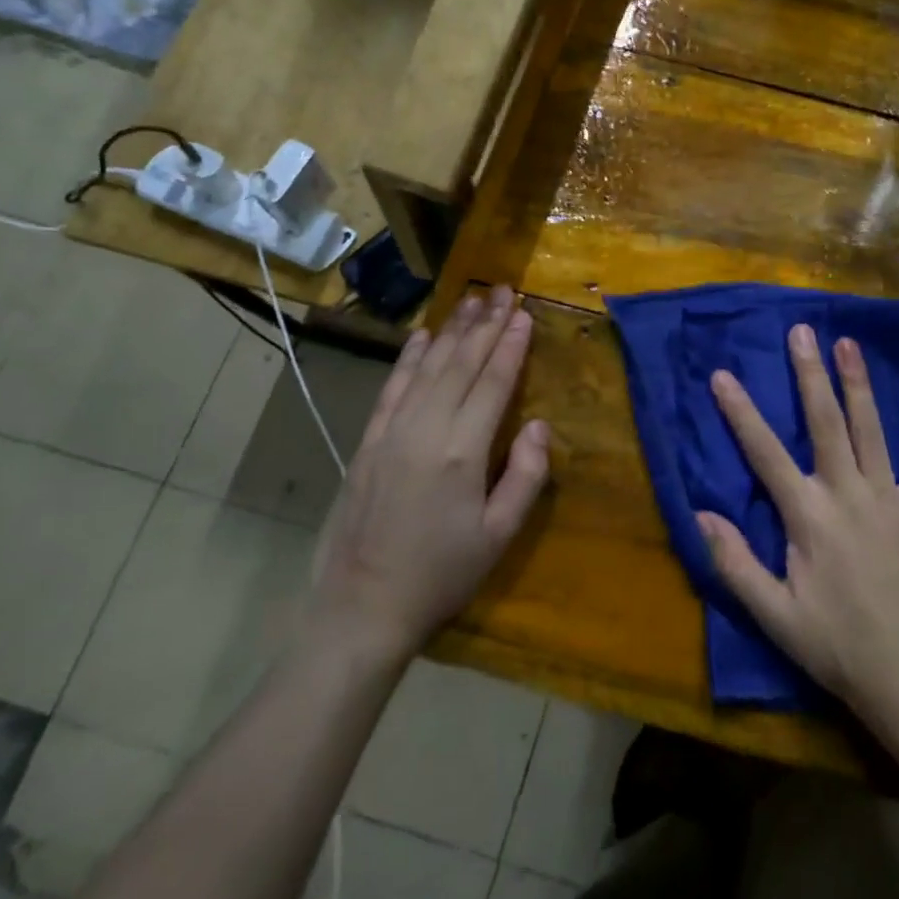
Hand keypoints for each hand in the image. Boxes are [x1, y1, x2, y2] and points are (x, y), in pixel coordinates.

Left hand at [312, 285, 550, 663]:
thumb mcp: (499, 535)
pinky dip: (408, 358)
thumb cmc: (441, 574)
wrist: (361, 608)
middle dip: (484, 324)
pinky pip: (392, 388)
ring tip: (471, 300)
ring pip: (426, 368)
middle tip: (502, 290)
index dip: (510, 346)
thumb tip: (537, 425)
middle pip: (460, 364)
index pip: (492, 383)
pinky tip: (421, 336)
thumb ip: (525, 476)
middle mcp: (425, 430)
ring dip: (451, 331)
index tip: (524, 313)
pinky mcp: (368, 443)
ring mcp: (391, 433)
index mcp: (462, 452)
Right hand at [699, 325, 898, 743]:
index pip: (765, 453)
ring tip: (849, 343)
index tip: (722, 375)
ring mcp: (891, 498)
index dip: (741, 413)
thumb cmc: (839, 647)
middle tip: (802, 331)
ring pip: (872, 429)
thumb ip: (735, 563)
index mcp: (808, 517)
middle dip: (810, 375)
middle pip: (826, 423)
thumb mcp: (775, 616)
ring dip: (858, 384)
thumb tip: (700, 513)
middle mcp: (848, 494)